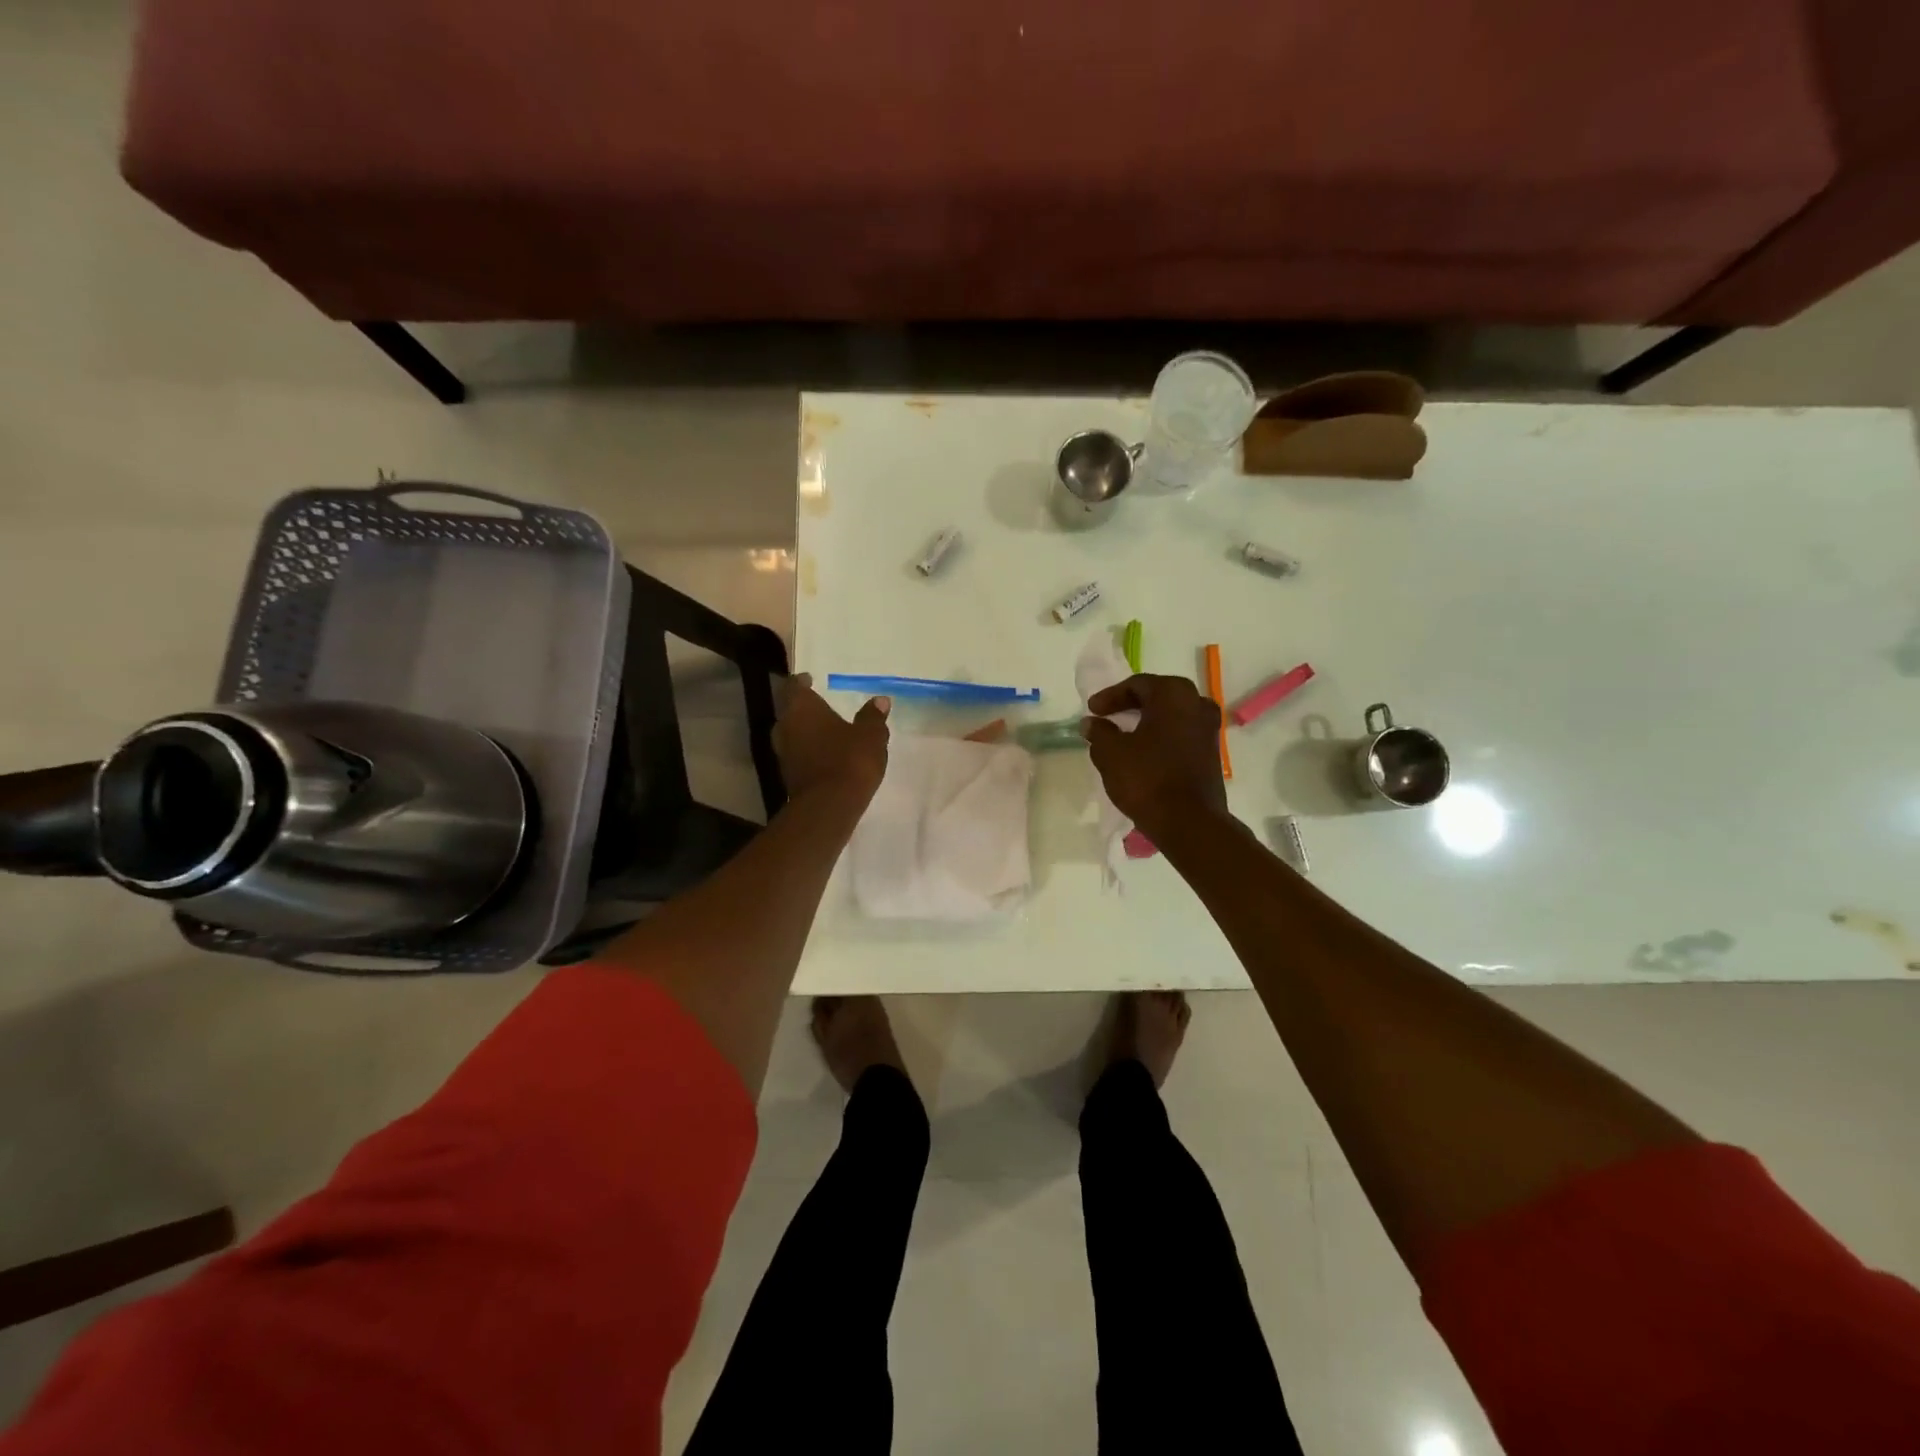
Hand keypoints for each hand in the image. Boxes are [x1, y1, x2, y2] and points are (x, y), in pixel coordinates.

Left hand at [773, 674, 889, 804]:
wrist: (829, 807)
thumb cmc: (849, 760)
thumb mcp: (870, 735)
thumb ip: (873, 716)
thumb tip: (880, 700)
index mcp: (801, 708)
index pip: (795, 686)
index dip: (802, 682)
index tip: (810, 680)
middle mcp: (785, 726)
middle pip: (790, 711)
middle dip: (805, 709)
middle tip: (822, 706)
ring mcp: (783, 753)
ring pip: (792, 734)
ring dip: (806, 732)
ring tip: (827, 732)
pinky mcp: (788, 777)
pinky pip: (798, 756)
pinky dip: (809, 752)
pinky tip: (826, 756)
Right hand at [1082, 674, 1227, 837]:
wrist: (1189, 822)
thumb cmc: (1147, 778)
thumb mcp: (1111, 754)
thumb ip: (1099, 732)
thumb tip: (1091, 723)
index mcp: (1173, 694)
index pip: (1137, 685)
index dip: (1110, 696)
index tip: (1092, 710)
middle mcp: (1197, 704)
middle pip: (1158, 696)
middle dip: (1130, 705)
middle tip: (1107, 717)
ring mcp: (1209, 729)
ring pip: (1171, 715)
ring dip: (1147, 722)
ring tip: (1123, 735)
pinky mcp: (1211, 752)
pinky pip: (1181, 734)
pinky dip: (1161, 737)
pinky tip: (1143, 752)